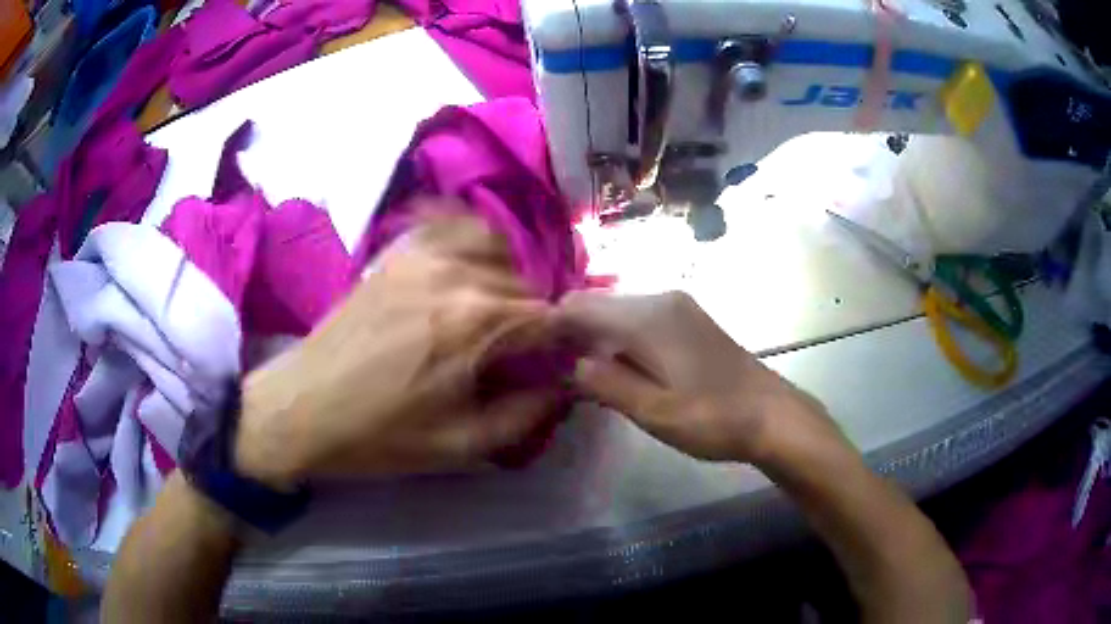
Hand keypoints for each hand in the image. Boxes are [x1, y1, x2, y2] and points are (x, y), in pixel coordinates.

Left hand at [235, 204, 558, 486]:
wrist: (302, 408)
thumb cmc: (379, 435)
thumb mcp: (461, 444)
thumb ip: (526, 414)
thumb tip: (565, 385)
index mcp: (477, 323)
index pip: (552, 317)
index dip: (565, 341)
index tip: (560, 363)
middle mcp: (457, 274)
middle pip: (526, 284)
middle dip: (536, 318)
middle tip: (524, 351)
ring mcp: (423, 255)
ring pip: (498, 250)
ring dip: (510, 280)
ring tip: (497, 313)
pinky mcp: (397, 252)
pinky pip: (453, 229)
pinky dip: (474, 244)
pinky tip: (469, 272)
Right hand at [556, 291, 846, 465]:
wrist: (772, 414)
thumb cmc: (713, 418)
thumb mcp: (654, 412)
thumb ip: (607, 384)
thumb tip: (574, 364)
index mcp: (647, 318)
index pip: (579, 305)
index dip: (550, 324)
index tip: (532, 352)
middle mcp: (660, 299)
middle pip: (597, 302)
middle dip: (571, 330)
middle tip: (552, 368)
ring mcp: (678, 306)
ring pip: (618, 309)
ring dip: (595, 334)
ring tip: (582, 372)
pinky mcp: (689, 319)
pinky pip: (639, 317)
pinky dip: (619, 336)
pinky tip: (620, 366)